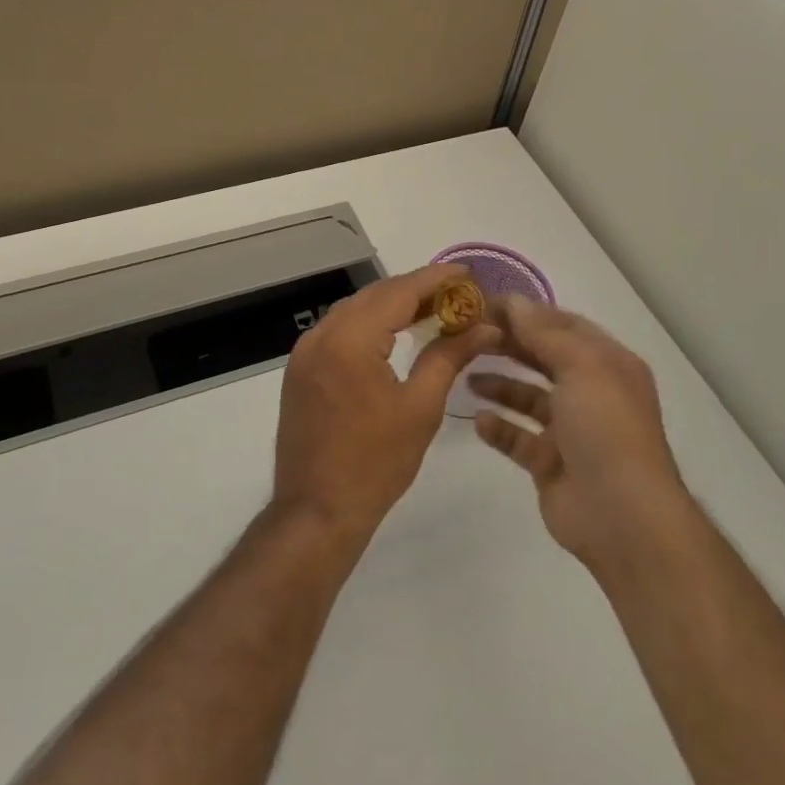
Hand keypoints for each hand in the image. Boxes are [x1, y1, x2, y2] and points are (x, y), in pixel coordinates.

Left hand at [272, 264, 499, 548]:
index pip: (398, 293)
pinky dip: (368, 325)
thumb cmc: (375, 464)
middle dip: (416, 290)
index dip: (435, 279)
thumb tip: (484, 327)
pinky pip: (338, 331)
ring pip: (354, 311)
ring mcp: (304, 353)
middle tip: (456, 294)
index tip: (467, 273)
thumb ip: (449, 357)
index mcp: (350, 340)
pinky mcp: (300, 370)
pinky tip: (393, 334)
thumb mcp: (420, 408)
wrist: (316, 511)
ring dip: (391, 306)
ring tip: (432, 310)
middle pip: (374, 296)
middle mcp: (321, 335)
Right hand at [471, 297, 694, 578]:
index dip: (527, 312)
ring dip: (499, 385)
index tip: (484, 305)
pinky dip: (499, 428)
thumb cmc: (606, 428)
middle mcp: (590, 392)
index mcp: (607, 364)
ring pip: (528, 398)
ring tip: (466, 375)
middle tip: (467, 335)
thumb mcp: (581, 366)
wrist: (622, 514)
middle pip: (543, 358)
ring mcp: (570, 430)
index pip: (563, 325)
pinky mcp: (550, 463)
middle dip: (509, 344)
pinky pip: (518, 438)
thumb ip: (544, 333)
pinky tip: (478, 419)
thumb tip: (515, 301)